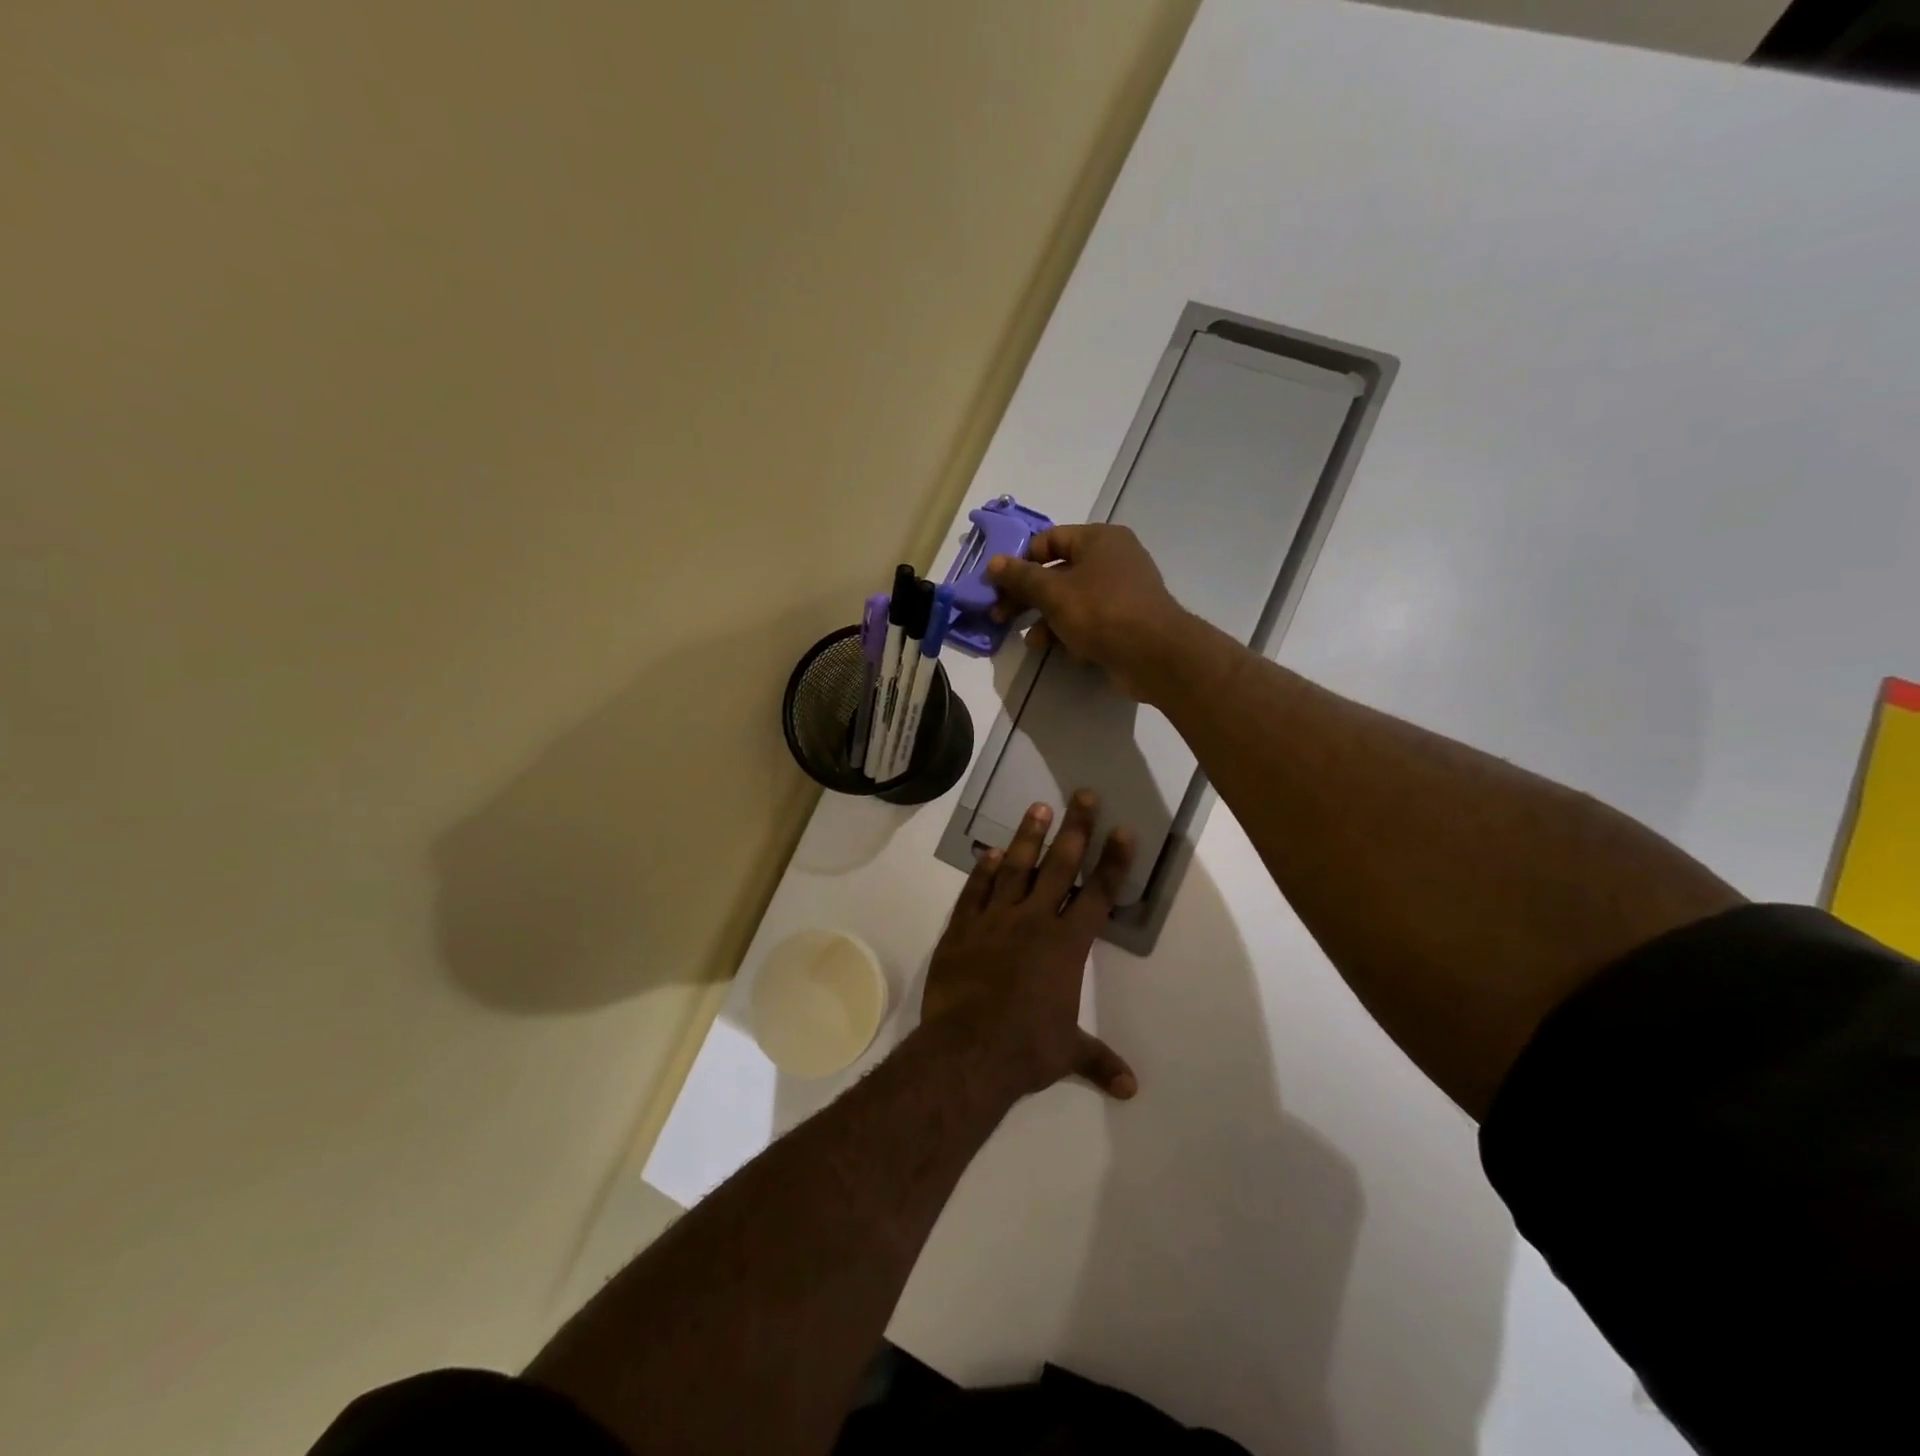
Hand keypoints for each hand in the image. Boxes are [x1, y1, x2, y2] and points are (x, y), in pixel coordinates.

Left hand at [921, 791, 1137, 1099]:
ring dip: (1028, 837)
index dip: (1113, 862)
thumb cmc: (1026, 1048)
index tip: (1123, 830)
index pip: (1098, 896)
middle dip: (1075, 829)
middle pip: (1059, 866)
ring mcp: (994, 921)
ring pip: (1015, 869)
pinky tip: (991, 852)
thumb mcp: (1067, 1053)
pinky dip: (983, 871)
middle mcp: (1033, 921)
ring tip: (1038, 807)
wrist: (967, 1049)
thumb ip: (1098, 1060)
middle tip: (1082, 794)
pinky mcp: (961, 929)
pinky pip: (974, 892)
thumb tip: (1130, 1089)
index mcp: (1066, 945)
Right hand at [987, 524, 1190, 701]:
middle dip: (1028, 596)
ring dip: (1046, 619)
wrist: (1154, 654)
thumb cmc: (1101, 611)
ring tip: (1031, 642)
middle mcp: (1113, 558)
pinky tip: (1056, 650)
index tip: (998, 585)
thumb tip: (994, 563)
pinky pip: (1089, 620)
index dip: (1021, 561)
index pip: (1049, 539)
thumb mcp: (1053, 592)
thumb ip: (1021, 577)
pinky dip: (1070, 632)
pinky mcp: (1125, 621)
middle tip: (1001, 616)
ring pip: (1072, 600)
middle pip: (1058, 572)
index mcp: (1099, 539)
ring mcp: (1121, 591)